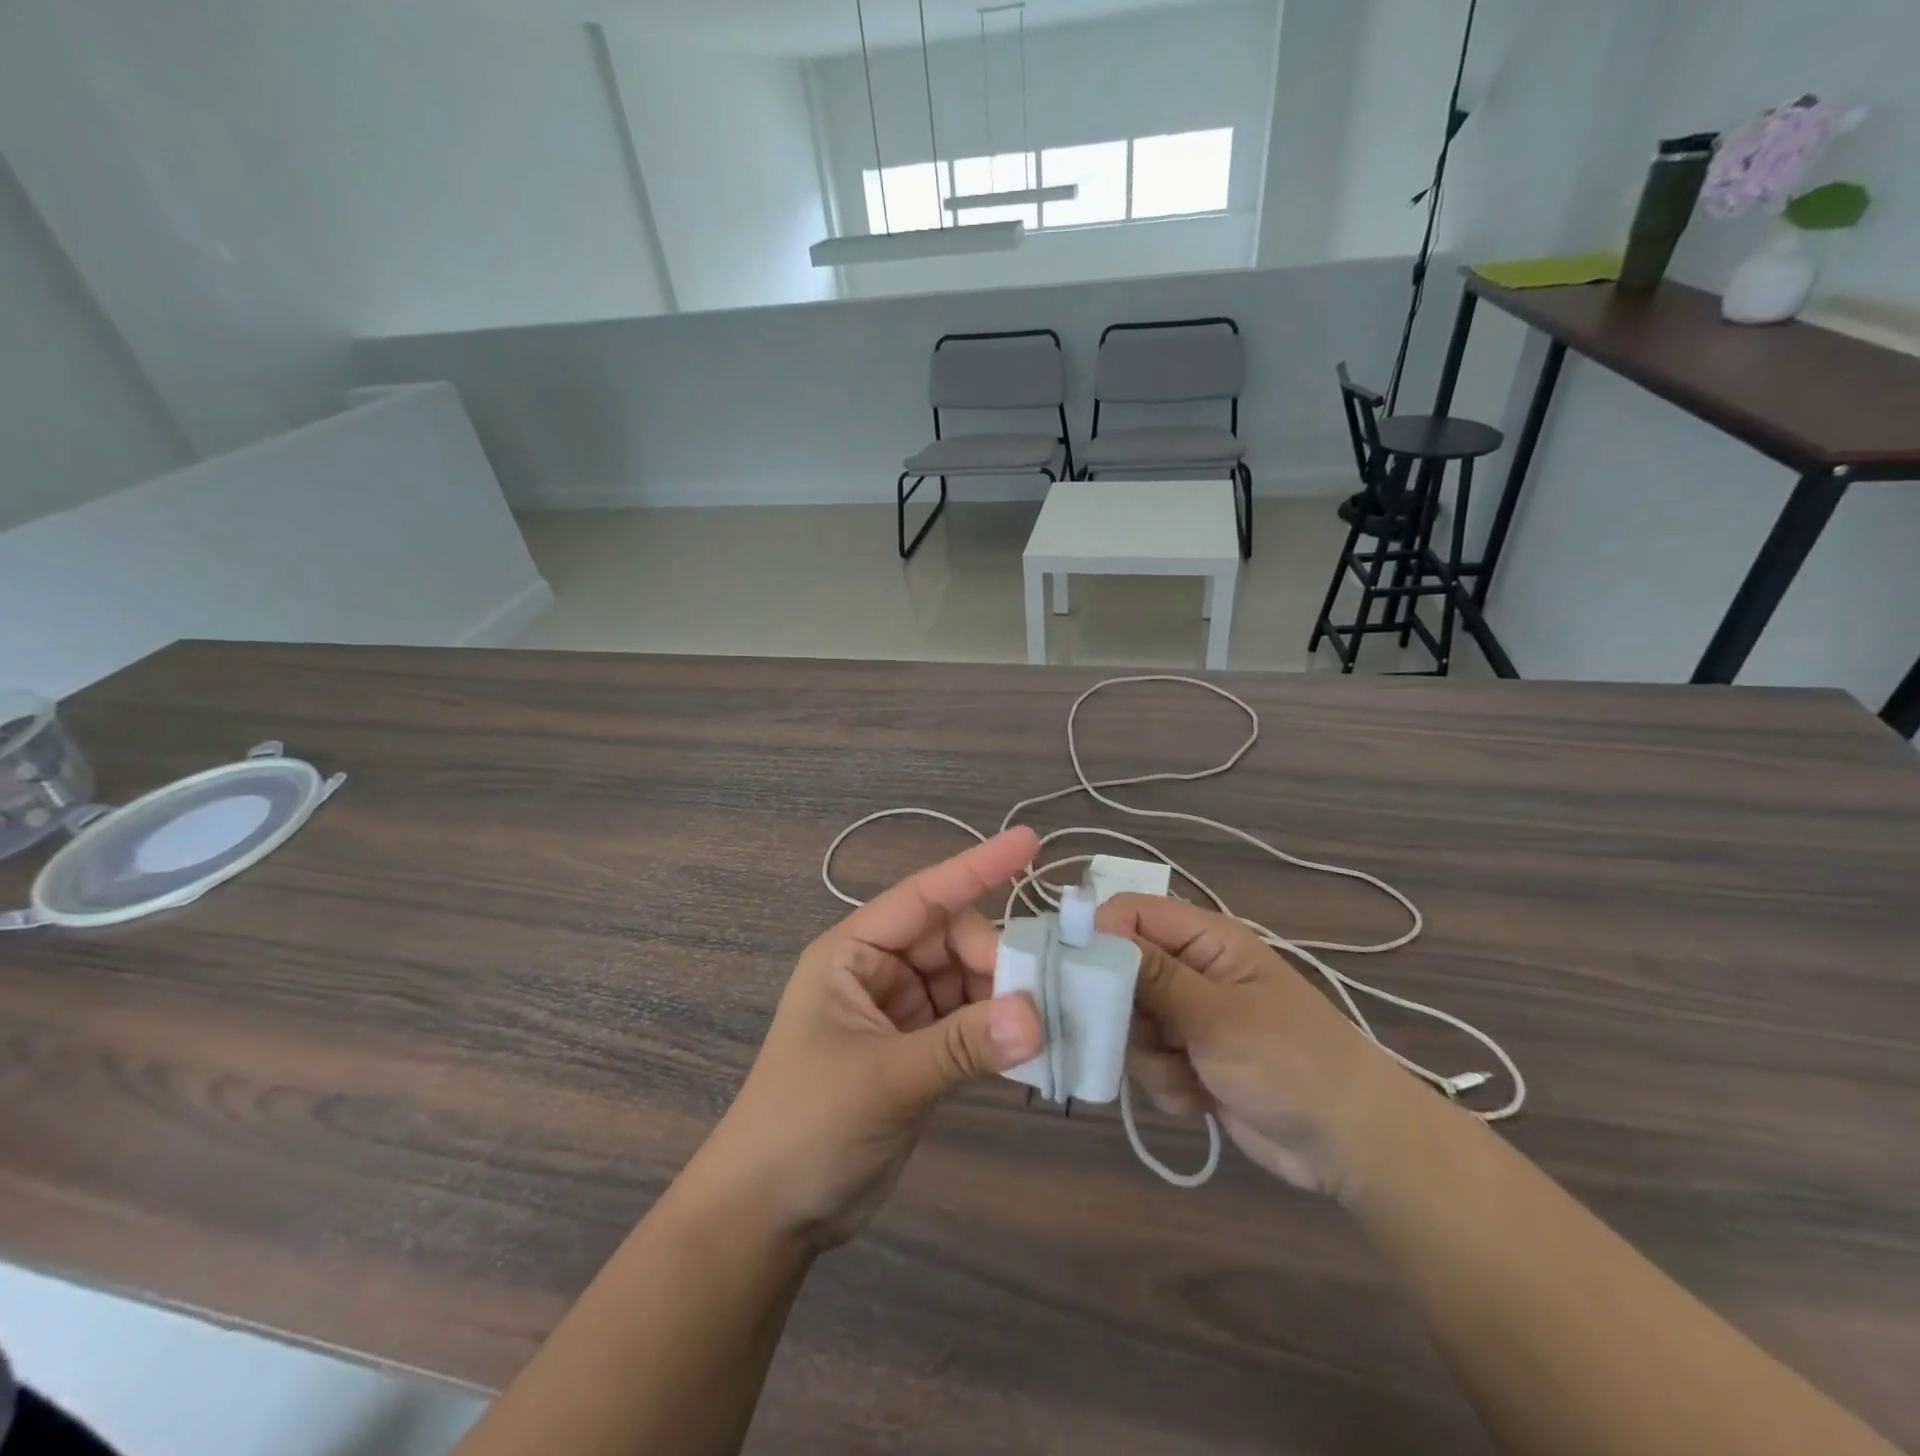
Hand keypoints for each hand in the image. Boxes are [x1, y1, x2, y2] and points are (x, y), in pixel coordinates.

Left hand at [687, 828, 1044, 1250]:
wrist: (769, 1215)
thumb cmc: (805, 1125)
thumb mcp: (883, 1078)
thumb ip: (962, 1045)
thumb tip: (1038, 1016)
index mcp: (853, 953)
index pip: (923, 895)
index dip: (978, 866)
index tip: (1031, 843)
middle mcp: (879, 972)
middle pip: (953, 941)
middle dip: (996, 959)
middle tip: (1038, 996)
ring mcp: (901, 1012)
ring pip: (968, 982)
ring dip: (1004, 997)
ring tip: (1046, 1023)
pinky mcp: (919, 1052)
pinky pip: (971, 1024)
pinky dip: (998, 1032)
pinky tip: (1031, 1050)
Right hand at [1098, 893, 1401, 1197]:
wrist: (1352, 1147)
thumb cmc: (1292, 1063)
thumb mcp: (1218, 1015)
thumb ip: (1153, 975)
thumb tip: (1093, 930)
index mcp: (1204, 940)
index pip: (1130, 914)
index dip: (1098, 935)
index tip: (1074, 973)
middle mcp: (1190, 971)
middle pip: (1118, 972)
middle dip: (1124, 1012)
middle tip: (1146, 1036)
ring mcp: (1187, 1018)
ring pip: (1127, 1024)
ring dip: (1150, 1057)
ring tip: (1191, 1073)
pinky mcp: (1187, 1060)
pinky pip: (1145, 1064)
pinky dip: (1167, 1084)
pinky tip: (1202, 1098)